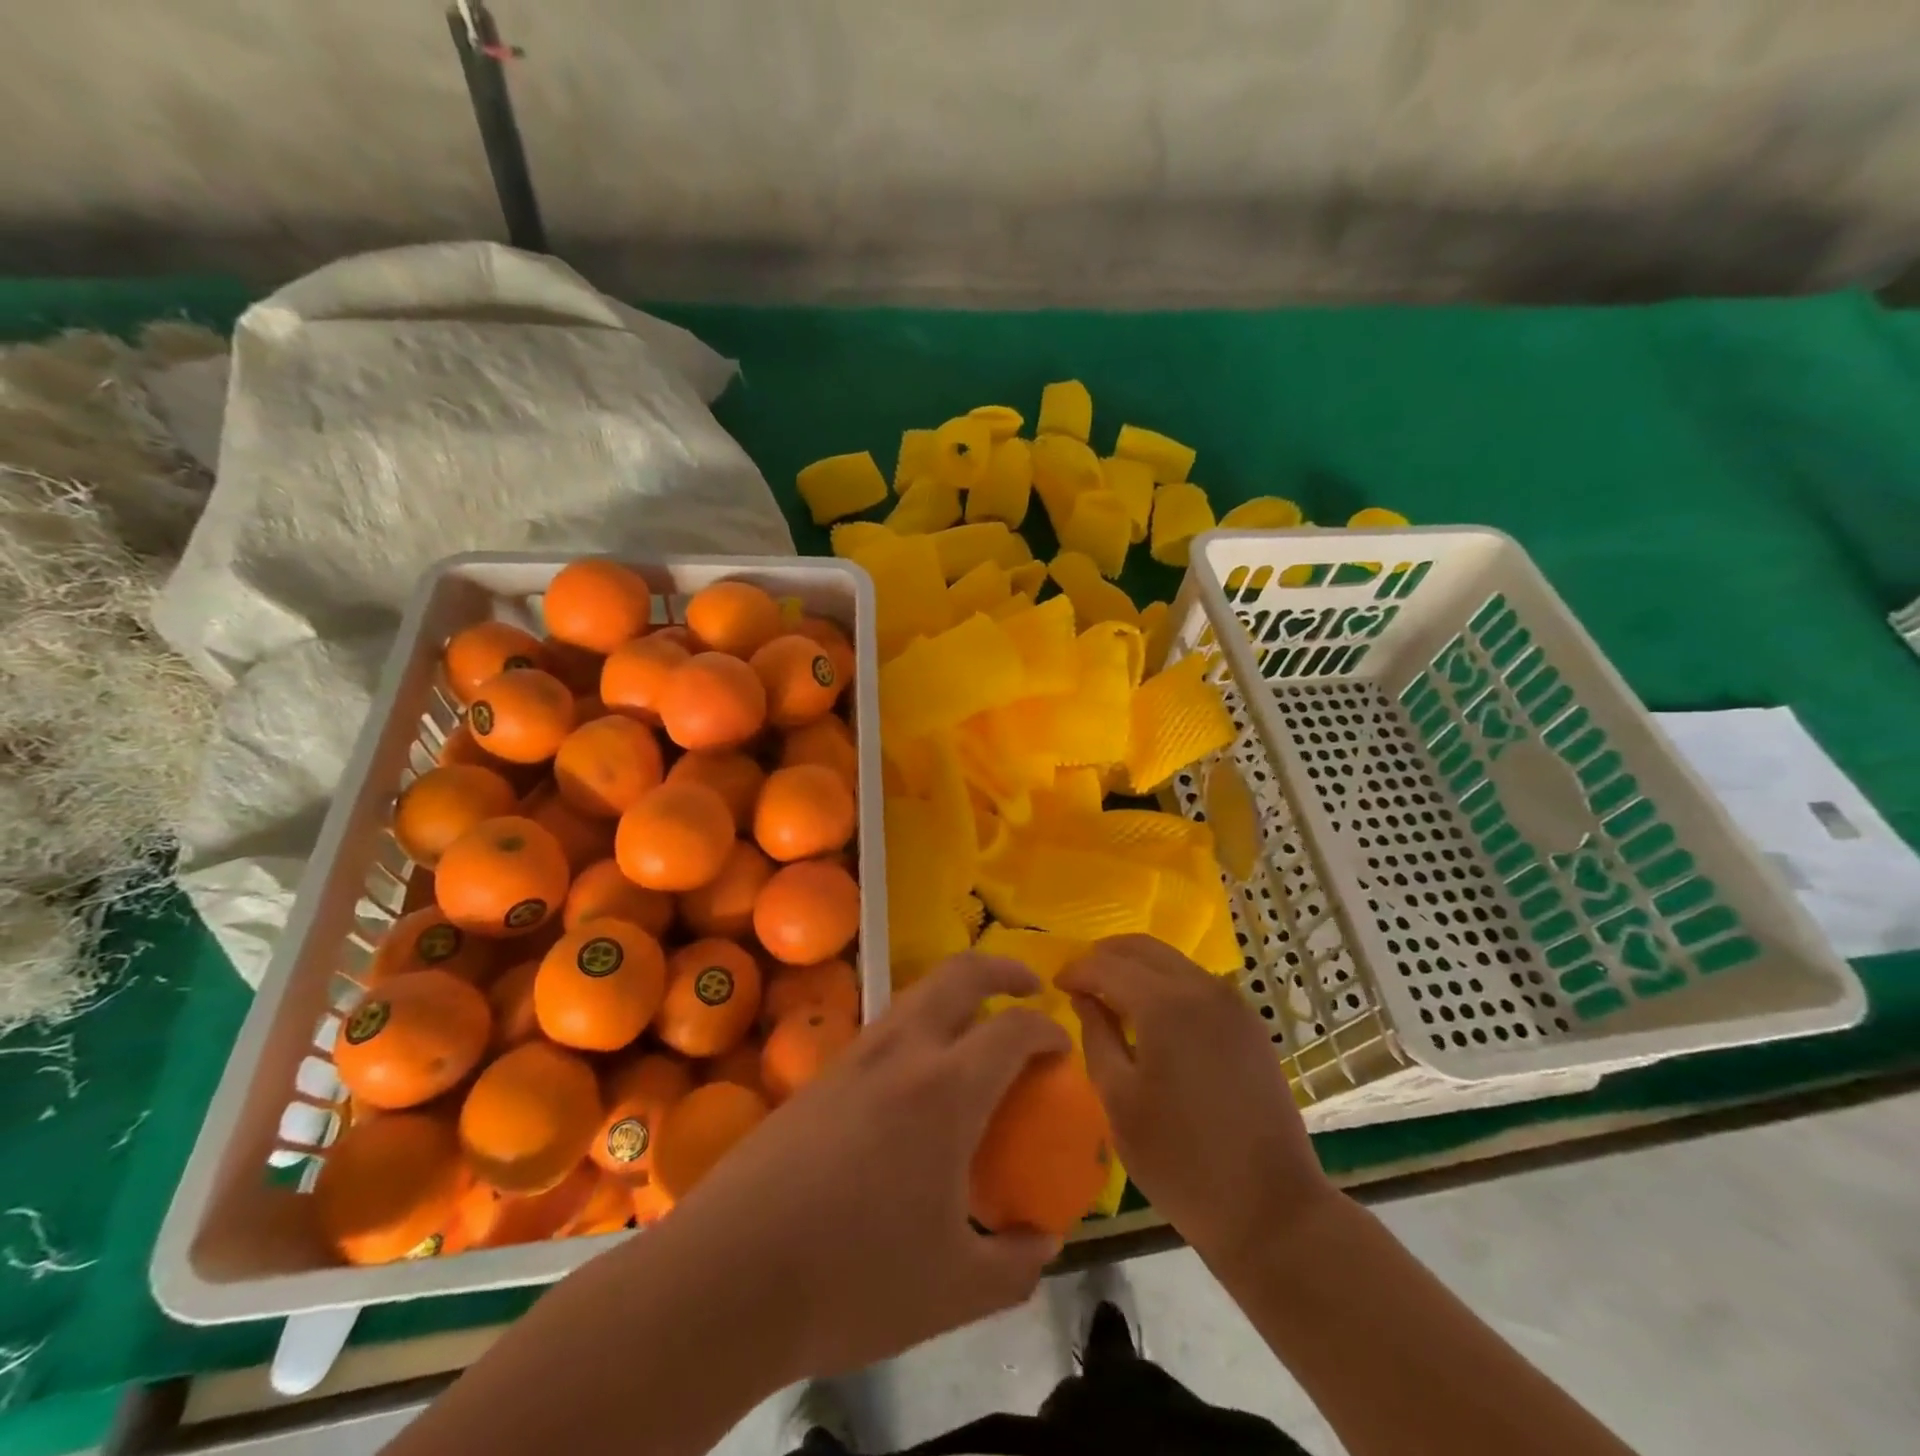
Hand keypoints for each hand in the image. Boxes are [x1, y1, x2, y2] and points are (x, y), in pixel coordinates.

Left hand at [661, 953, 1069, 1378]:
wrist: (728, 1276)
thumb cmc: (853, 1279)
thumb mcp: (955, 1290)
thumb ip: (1016, 1264)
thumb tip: (1044, 1242)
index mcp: (946, 1089)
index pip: (1013, 1030)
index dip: (1047, 1030)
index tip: (1062, 1047)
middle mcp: (901, 1052)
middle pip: (959, 975)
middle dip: (1001, 969)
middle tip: (1028, 987)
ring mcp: (854, 1056)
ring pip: (915, 994)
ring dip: (954, 993)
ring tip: (974, 1028)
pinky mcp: (819, 1075)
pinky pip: (884, 1028)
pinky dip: (917, 1026)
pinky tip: (915, 1080)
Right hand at [1058, 935, 1333, 1269]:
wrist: (1272, 1210)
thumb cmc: (1181, 1161)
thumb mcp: (1119, 1101)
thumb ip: (1096, 1037)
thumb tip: (1085, 999)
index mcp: (1165, 1005)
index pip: (1107, 965)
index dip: (1076, 970)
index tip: (1055, 986)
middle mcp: (1201, 988)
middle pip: (1142, 948)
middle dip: (1105, 957)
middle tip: (1079, 982)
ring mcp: (1232, 1003)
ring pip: (1172, 961)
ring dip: (1136, 967)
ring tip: (1111, 996)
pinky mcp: (1250, 1024)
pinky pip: (1197, 982)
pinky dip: (1166, 983)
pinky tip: (1153, 1016)